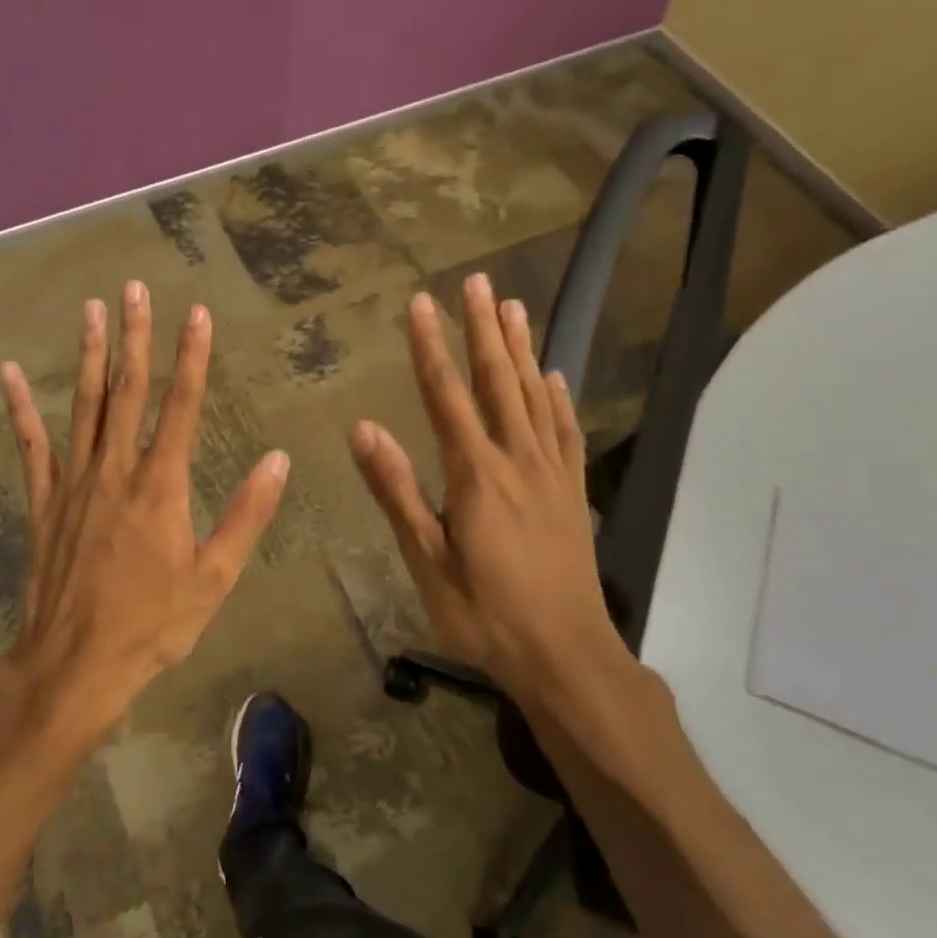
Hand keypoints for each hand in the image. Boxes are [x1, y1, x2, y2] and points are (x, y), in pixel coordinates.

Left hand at [0, 281, 289, 735]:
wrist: (76, 662)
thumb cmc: (153, 623)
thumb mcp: (214, 577)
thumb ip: (246, 515)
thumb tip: (278, 460)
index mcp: (162, 486)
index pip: (182, 407)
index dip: (192, 358)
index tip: (197, 314)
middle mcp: (116, 470)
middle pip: (127, 392)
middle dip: (135, 337)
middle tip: (135, 288)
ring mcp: (74, 483)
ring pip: (83, 406)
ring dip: (89, 355)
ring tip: (91, 309)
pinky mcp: (43, 502)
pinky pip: (31, 446)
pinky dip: (22, 408)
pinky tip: (12, 372)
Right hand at [350, 275, 676, 787]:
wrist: (565, 655)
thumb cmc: (484, 613)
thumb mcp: (427, 559)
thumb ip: (397, 491)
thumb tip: (363, 429)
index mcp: (476, 474)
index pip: (446, 396)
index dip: (430, 347)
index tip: (420, 304)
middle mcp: (517, 460)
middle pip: (497, 381)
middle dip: (482, 330)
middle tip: (475, 282)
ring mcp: (552, 474)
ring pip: (535, 396)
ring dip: (521, 349)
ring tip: (512, 307)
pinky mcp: (573, 492)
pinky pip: (566, 431)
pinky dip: (559, 399)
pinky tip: (555, 377)